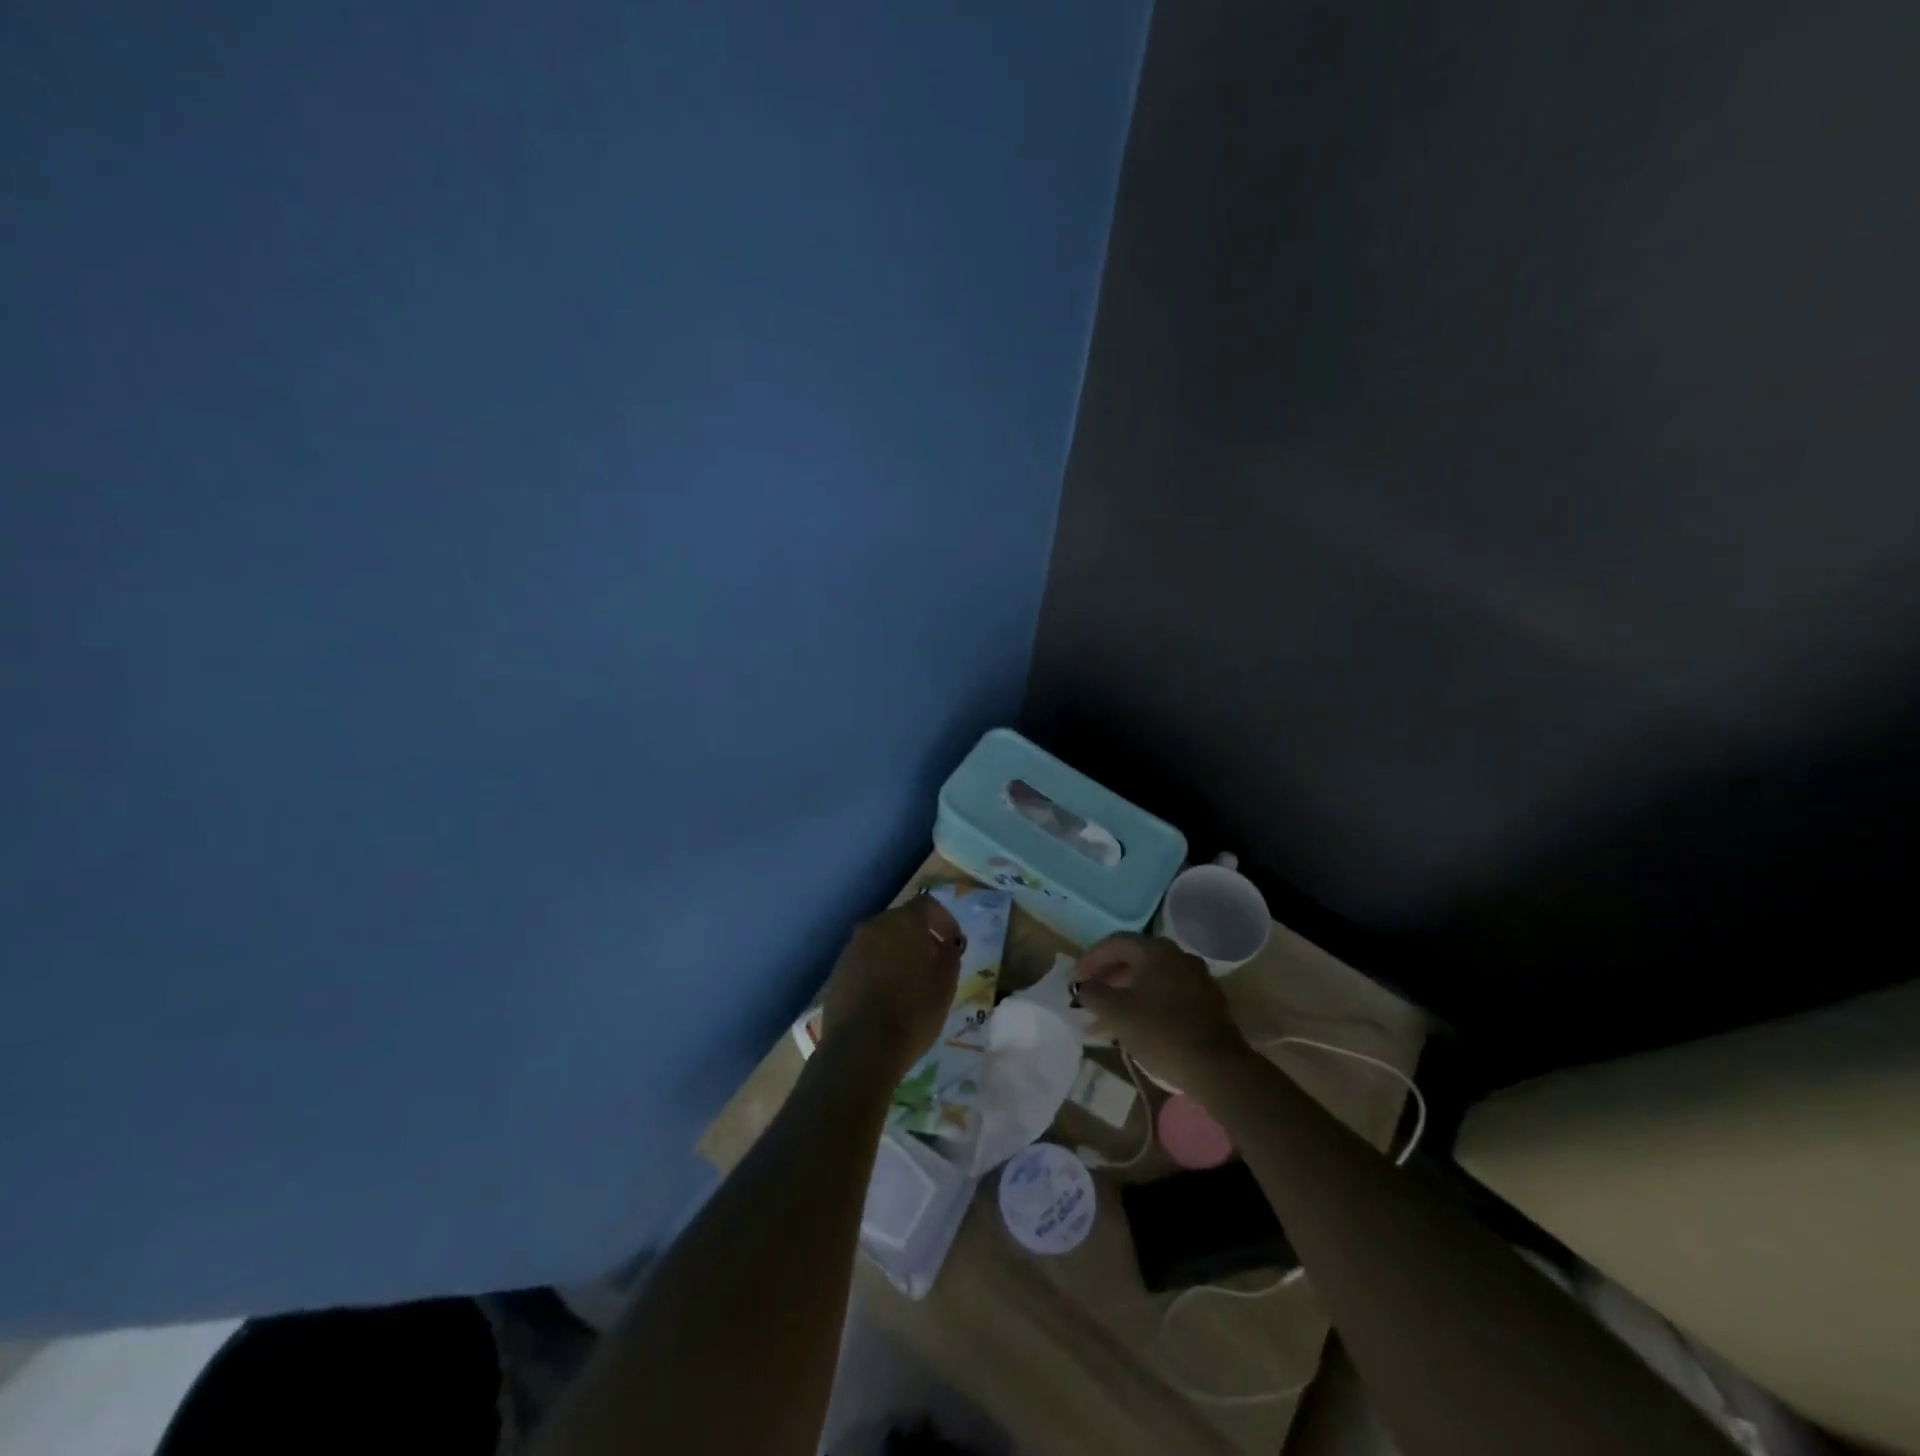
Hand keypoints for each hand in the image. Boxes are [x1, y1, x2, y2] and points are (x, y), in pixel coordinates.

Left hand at [821, 894, 962, 1080]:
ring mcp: (851, 948)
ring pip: (880, 941)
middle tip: (934, 961)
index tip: (954, 943)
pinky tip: (886, 995)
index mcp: (903, 922)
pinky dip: (878, 969)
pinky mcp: (837, 972)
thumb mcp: (946, 984)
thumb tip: (947, 944)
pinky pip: (864, 961)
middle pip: (901, 921)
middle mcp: (874, 926)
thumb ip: (950, 955)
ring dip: (897, 952)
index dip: (944, 920)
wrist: (861, 1048)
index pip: (927, 905)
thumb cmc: (913, 1012)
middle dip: (920, 936)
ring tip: (910, 981)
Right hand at [1073, 933, 1250, 1091]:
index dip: (1089, 960)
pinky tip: (1131, 1031)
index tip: (1073, 981)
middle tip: (1086, 998)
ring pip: (1149, 982)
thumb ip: (1093, 993)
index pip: (1114, 943)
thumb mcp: (1116, 1013)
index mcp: (1156, 950)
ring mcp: (1195, 980)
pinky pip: (1166, 997)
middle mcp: (1178, 956)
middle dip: (1106, 981)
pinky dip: (1144, 1007)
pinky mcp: (1206, 1004)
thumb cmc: (1161, 1032)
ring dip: (1123, 998)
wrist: (1217, 1068)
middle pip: (1133, 961)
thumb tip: (1082, 986)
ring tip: (1100, 1023)